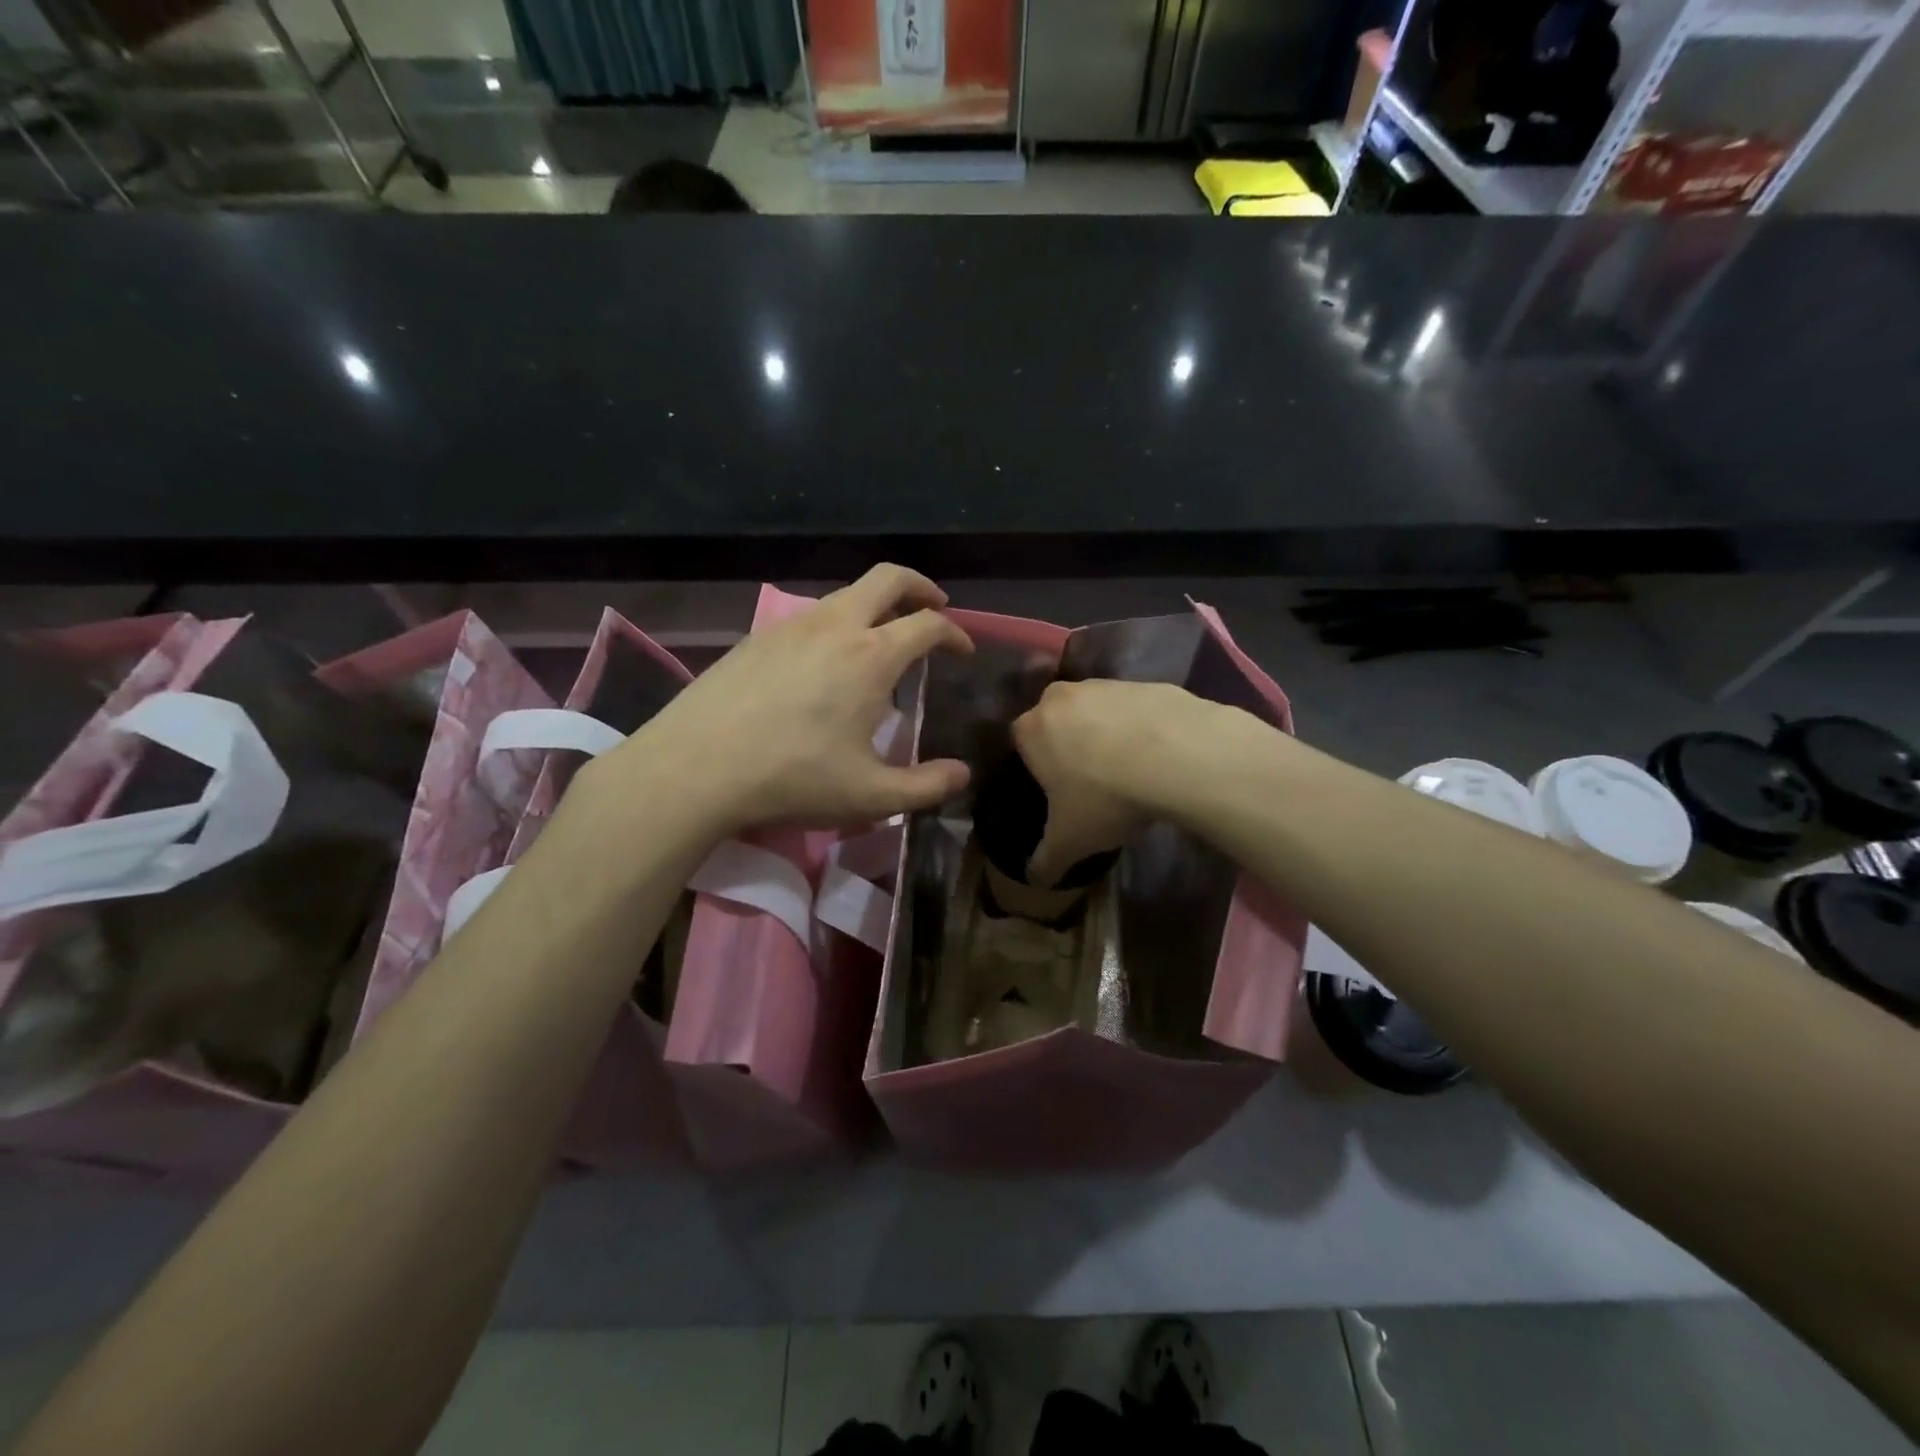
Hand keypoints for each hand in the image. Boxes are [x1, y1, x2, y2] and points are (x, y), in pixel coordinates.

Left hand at [605, 565, 974, 834]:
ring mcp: (791, 625)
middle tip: (935, 607)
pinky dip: (837, 622)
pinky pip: (811, 615)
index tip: (962, 651)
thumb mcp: (871, 796)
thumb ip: (926, 786)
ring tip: (880, 639)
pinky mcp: (757, 636)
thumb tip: (963, 774)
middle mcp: (836, 625)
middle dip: (920, 586)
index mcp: (872, 656)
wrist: (696, 766)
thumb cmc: (793, 777)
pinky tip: (824, 661)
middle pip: (888, 578)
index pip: (928, 624)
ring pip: (846, 593)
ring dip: (876, 604)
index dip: (954, 633)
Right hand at [1011, 679, 1217, 886]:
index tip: (1056, 792)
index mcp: (1030, 730)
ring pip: (1095, 712)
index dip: (1036, 769)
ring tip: (1129, 772)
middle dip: (1069, 746)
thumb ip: (1046, 861)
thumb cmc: (1106, 797)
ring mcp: (1104, 685)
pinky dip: (1140, 728)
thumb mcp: (1070, 841)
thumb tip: (1034, 880)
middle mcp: (1060, 698)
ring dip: (1105, 735)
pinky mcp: (1145, 683)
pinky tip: (1158, 757)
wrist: (1178, 755)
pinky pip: (1134, 709)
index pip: (1020, 745)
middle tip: (1090, 782)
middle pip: (1057, 723)